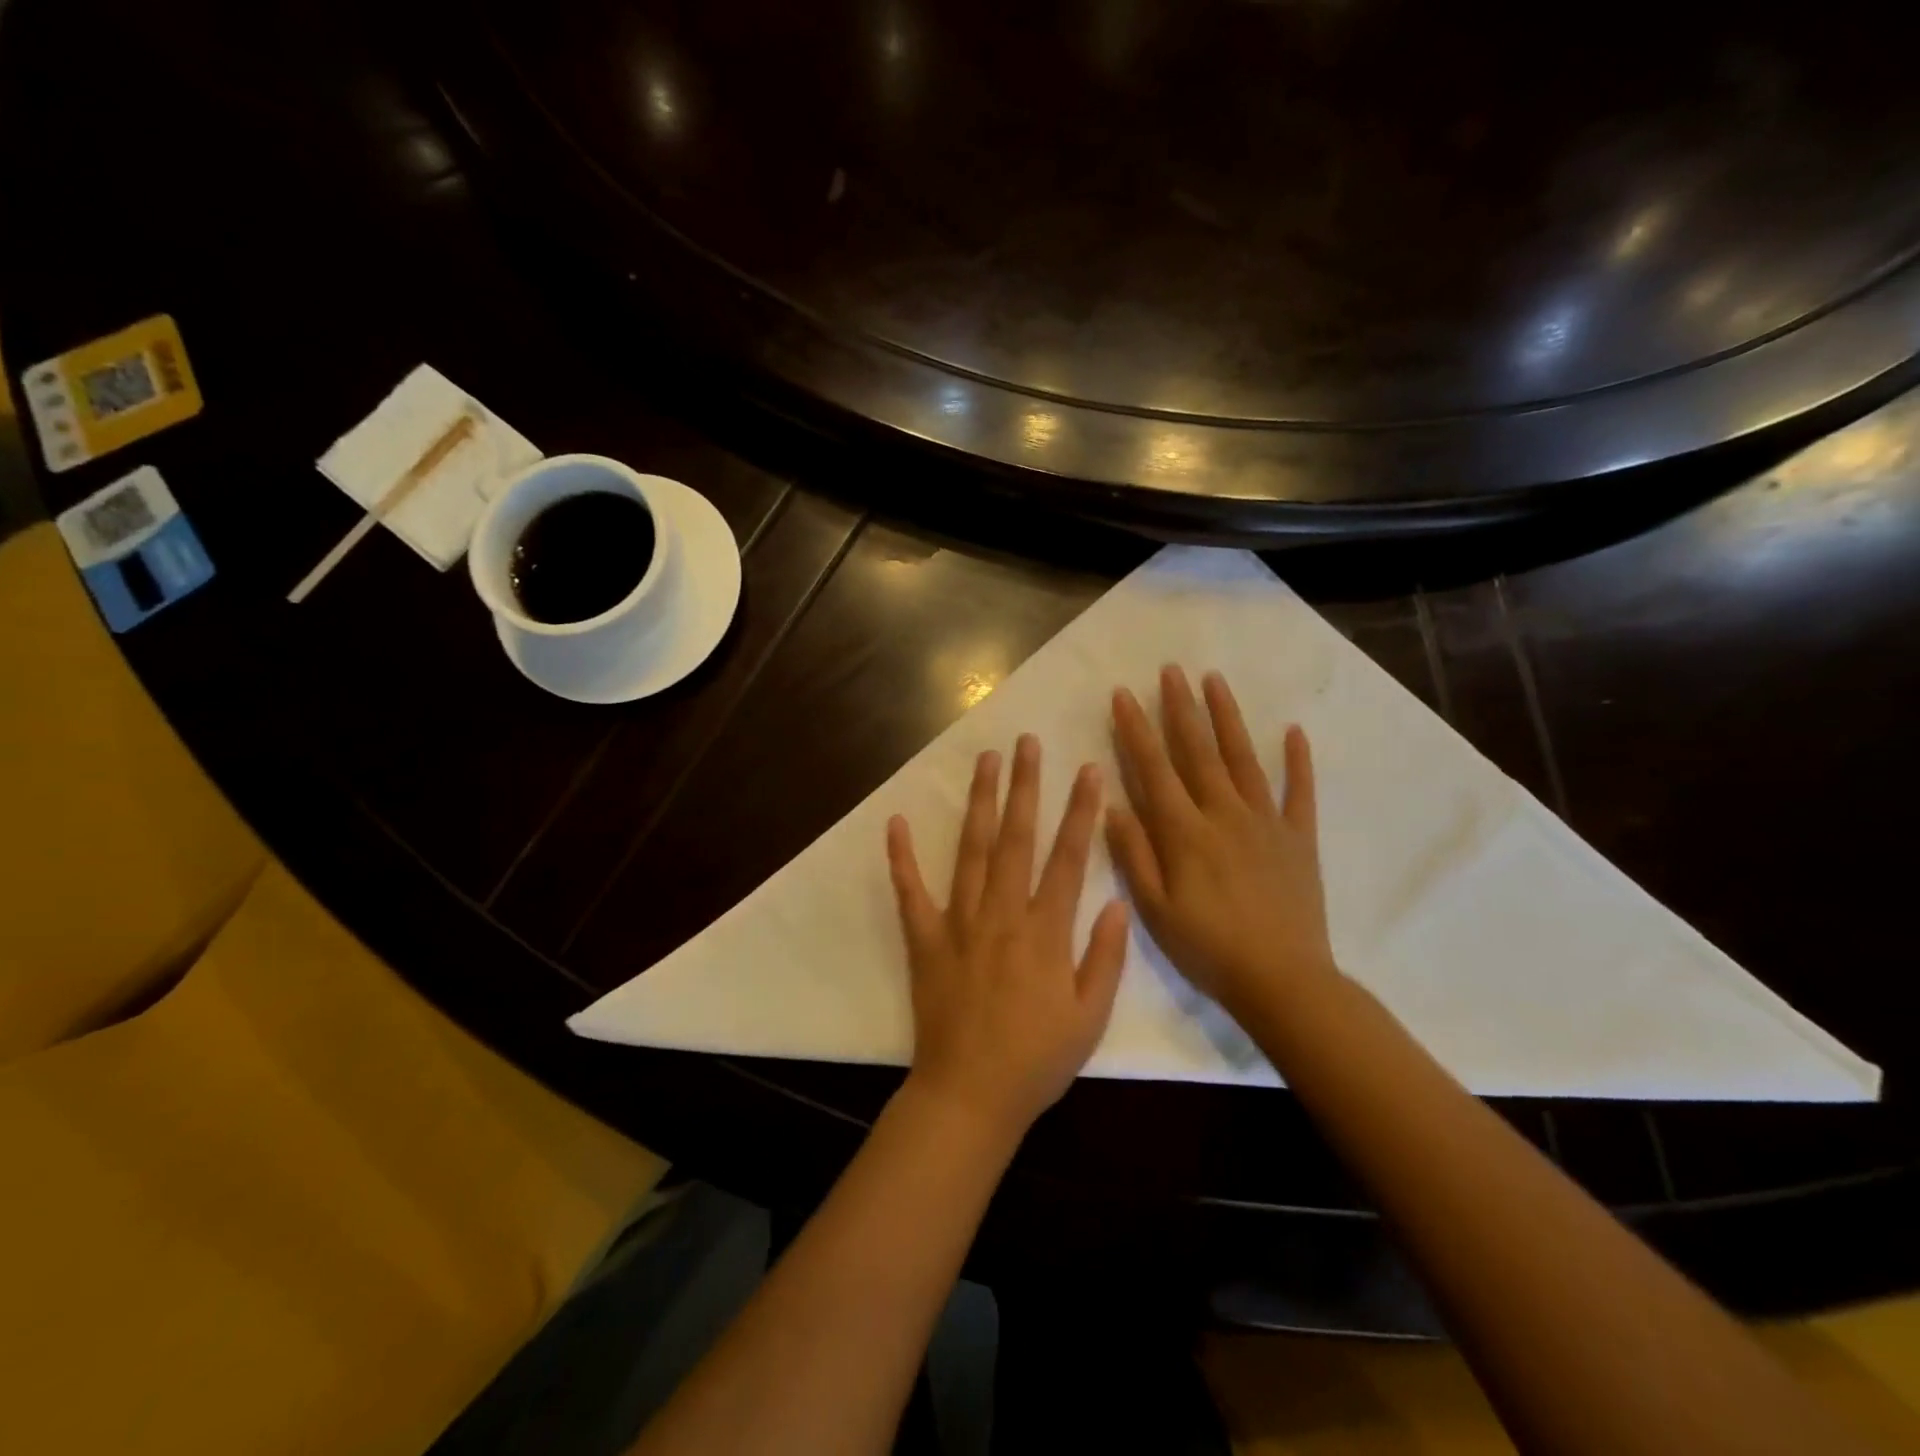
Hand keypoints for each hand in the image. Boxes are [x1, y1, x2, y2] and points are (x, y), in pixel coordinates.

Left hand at [887, 734, 1130, 1139]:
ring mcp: (959, 923)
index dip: (1080, 812)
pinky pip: (910, 892)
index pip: (1067, 859)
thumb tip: (1118, 902)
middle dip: (1025, 787)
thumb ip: (1105, 957)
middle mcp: (1002, 914)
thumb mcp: (1089, 1017)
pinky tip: (894, 823)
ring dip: (979, 803)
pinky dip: (901, 858)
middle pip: (1016, 839)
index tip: (1087, 771)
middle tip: (1027, 743)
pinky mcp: (925, 939)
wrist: (971, 1095)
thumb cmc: (1036, 1060)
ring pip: (972, 851)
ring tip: (985, 762)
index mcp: (1045, 931)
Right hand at [1108, 666, 1337, 1020]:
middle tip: (1170, 670)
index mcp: (1185, 832)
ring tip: (1214, 680)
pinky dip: (1297, 760)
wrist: (1284, 981)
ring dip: (1227, 717)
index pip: (1154, 768)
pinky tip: (1293, 731)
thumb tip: (1111, 804)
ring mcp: (1266, 822)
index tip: (1124, 695)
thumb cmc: (1208, 949)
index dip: (1136, 729)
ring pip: (1243, 758)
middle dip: (1180, 707)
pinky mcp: (1298, 837)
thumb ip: (1134, 853)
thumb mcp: (1155, 909)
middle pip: (1198, 751)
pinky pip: (1298, 791)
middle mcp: (1224, 813)